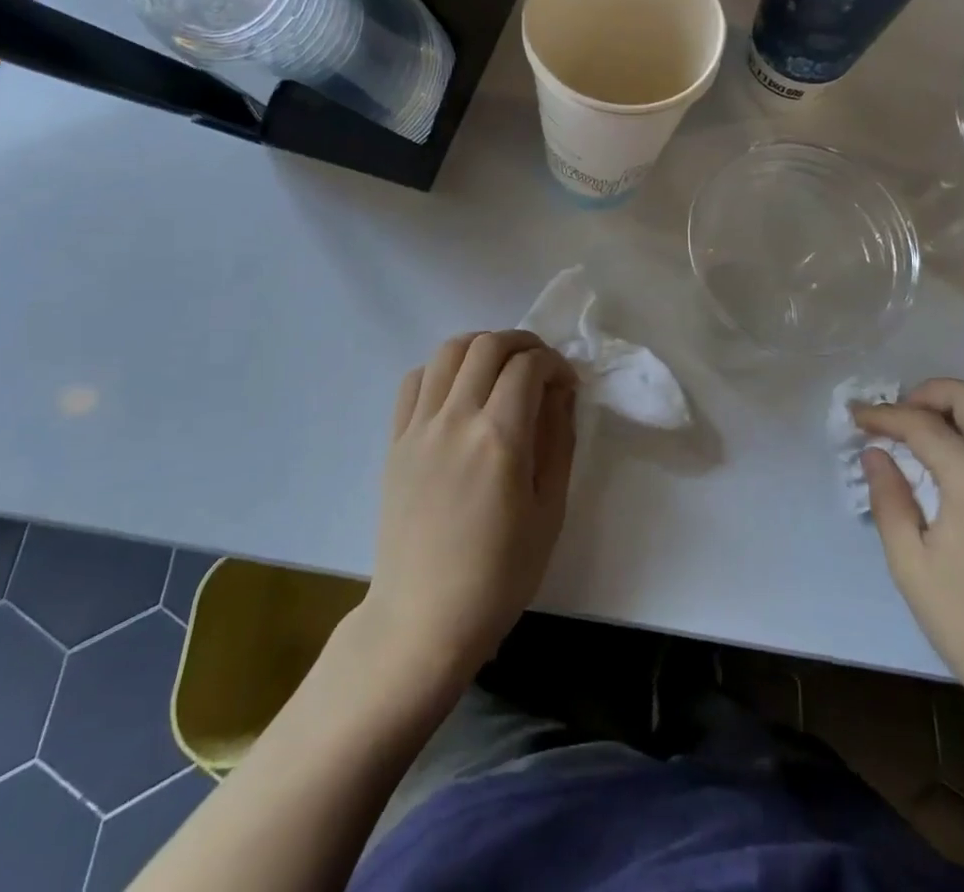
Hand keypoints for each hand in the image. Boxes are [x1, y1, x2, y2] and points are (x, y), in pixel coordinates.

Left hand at [367, 331, 578, 681]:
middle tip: (540, 366)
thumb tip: (561, 392)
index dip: (555, 363)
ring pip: (448, 352)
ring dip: (481, 347)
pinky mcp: (395, 441)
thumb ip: (558, 440)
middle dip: (523, 343)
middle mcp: (456, 419)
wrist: (424, 619)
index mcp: (500, 438)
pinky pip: (414, 380)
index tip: (567, 384)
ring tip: (500, 369)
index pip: (529, 366)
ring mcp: (419, 427)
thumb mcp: (550, 510)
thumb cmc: (499, 574)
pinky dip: (442, 370)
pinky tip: (458, 391)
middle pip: (488, 345)